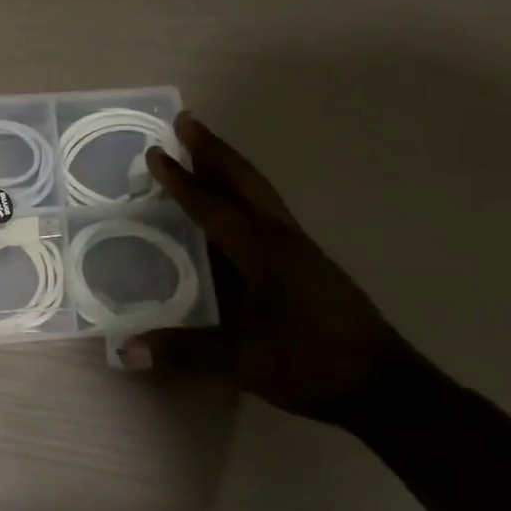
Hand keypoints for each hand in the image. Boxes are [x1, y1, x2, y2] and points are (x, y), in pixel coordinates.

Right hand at [122, 112, 427, 425]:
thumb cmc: (312, 364)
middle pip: (246, 182)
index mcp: (265, 252)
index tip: (155, 152)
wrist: (384, 388)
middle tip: (186, 122)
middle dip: (214, 151)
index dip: (182, 180)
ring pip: (260, 196)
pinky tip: (229, 214)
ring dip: (230, 171)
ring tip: (202, 154)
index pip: (215, 206)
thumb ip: (185, 352)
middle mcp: (284, 240)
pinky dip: (242, 199)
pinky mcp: (308, 268)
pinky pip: (266, 217)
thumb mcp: (244, 360)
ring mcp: (300, 252)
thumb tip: (126, 350)